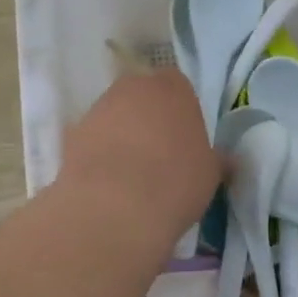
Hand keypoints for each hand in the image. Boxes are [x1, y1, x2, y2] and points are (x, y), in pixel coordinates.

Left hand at [59, 70, 221, 248]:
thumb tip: (226, 160)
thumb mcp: (210, 175)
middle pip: (142, 98)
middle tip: (161, 157)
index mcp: (171, 88)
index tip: (186, 141)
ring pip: (114, 119)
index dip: (182, 113)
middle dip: (149, 120)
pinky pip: (93, 143)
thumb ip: (216, 160)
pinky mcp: (70, 137)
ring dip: (122, 138)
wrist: (114, 209)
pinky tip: (110, 187)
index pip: (178, 87)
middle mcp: (131, 88)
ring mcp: (96, 110)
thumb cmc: (175, 182)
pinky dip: (100, 157)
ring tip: (133, 177)